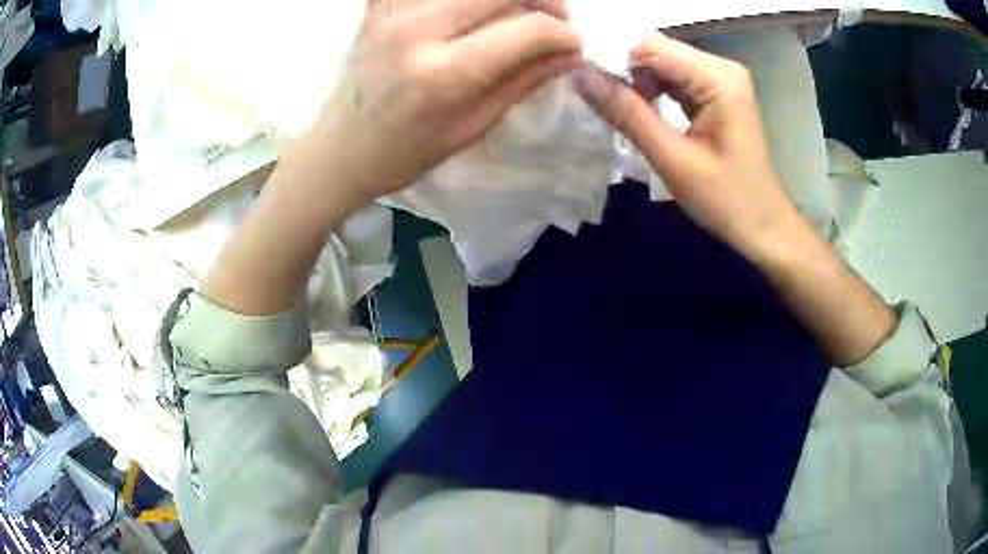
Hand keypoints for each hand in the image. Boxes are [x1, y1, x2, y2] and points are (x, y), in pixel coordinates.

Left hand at [300, 0, 583, 202]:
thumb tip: (572, 53)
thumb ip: (524, 80)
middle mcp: (417, 28)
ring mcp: (393, 8)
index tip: (573, 44)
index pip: (528, 29)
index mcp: (444, 73)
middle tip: (553, 19)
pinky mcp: (380, 2)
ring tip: (516, 9)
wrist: (342, 146)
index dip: (563, 34)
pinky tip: (470, 8)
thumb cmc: (406, 151)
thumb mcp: (472, 126)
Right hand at [574, 33, 799, 256]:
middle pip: (656, 50)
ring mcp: (720, 78)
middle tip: (593, 98)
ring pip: (661, 63)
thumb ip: (627, 113)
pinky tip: (637, 109)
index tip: (579, 81)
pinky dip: (651, 90)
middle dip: (622, 69)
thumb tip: (580, 76)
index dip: (611, 59)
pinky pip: (673, 78)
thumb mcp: (673, 160)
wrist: (763, 225)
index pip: (650, 47)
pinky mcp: (716, 91)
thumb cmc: (726, 200)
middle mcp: (721, 67)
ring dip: (634, 81)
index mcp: (718, 78)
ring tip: (614, 108)